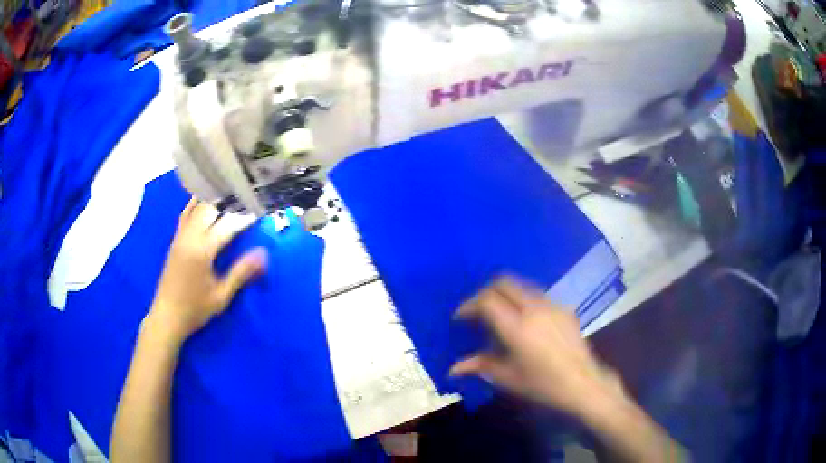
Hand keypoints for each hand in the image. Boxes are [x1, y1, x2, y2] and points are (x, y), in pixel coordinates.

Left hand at [147, 198, 266, 342]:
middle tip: (248, 193)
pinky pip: (186, 212)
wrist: (167, 316)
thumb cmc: (195, 309)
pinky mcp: (176, 239)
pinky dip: (197, 202)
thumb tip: (263, 254)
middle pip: (210, 207)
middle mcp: (190, 237)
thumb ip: (241, 273)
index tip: (261, 208)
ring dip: (214, 197)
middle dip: (230, 199)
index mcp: (202, 250)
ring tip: (230, 190)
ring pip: (196, 206)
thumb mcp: (221, 296)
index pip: (227, 224)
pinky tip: (205, 198)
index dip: (245, 216)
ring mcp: (180, 235)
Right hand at [450, 276, 622, 414]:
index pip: (487, 300)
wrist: (583, 383)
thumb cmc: (543, 384)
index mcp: (517, 327)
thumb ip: (480, 366)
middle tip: (477, 310)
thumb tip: (453, 369)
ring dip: (506, 294)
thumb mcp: (508, 377)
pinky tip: (526, 322)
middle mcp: (534, 309)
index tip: (461, 317)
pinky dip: (524, 301)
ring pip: (522, 286)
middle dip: (486, 292)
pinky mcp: (565, 309)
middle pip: (504, 283)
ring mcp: (552, 306)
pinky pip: (539, 296)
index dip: (469, 305)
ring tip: (499, 313)